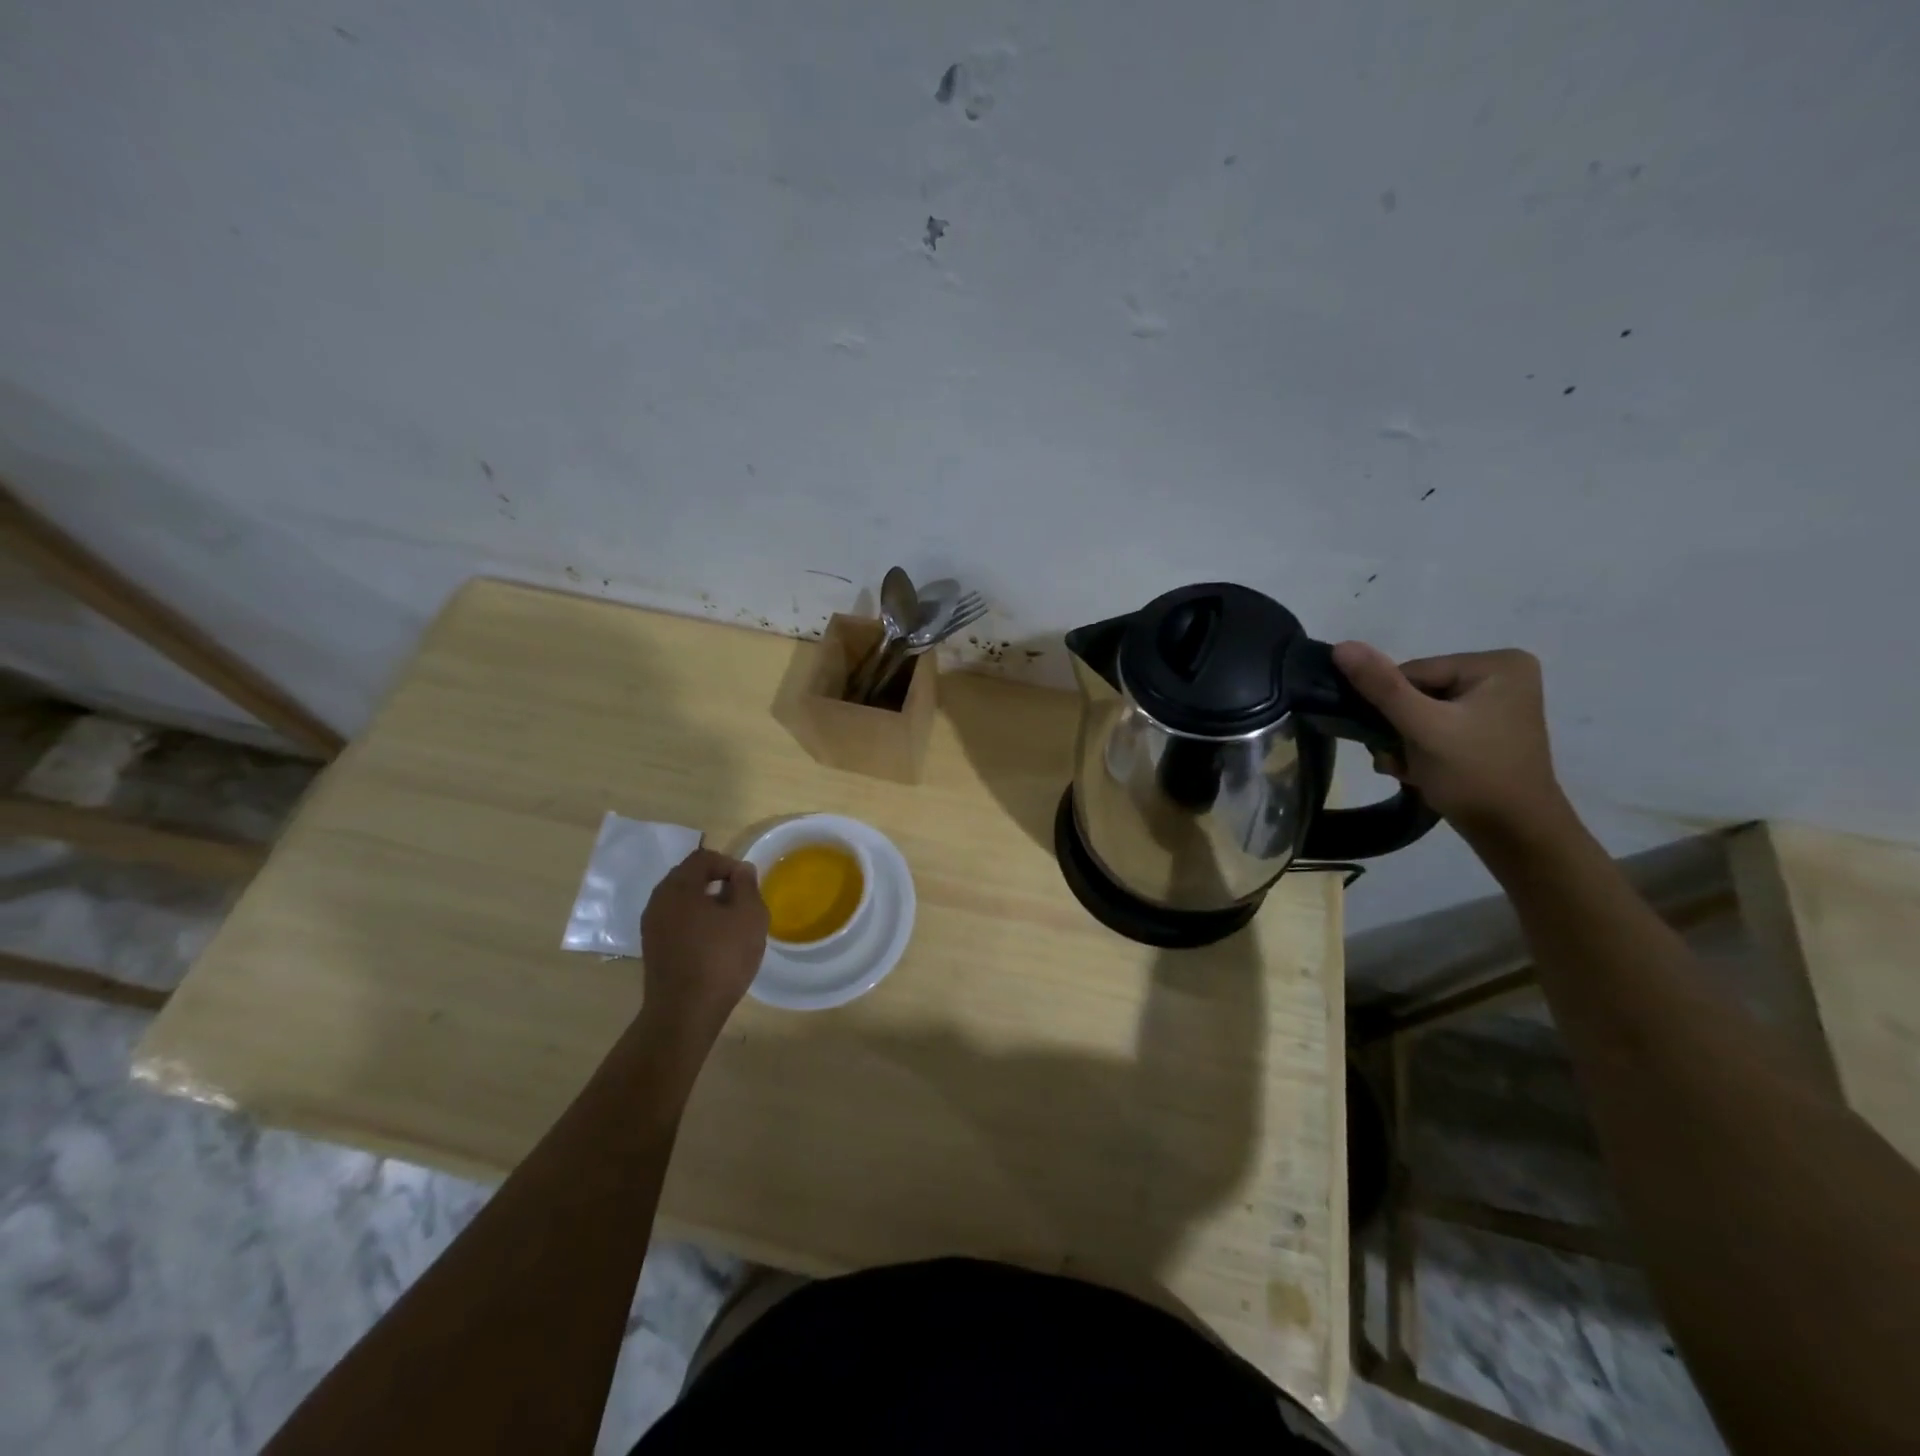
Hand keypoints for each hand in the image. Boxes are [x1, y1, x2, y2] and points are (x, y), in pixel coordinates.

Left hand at [637, 847, 768, 1047]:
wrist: (685, 1013)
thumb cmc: (721, 958)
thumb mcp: (749, 915)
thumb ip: (747, 885)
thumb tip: (741, 871)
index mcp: (678, 886)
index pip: (703, 858)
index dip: (729, 864)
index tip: (748, 885)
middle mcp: (658, 900)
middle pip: (689, 877)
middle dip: (717, 883)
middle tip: (741, 902)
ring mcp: (651, 926)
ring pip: (682, 902)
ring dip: (706, 905)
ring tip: (730, 925)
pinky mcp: (652, 949)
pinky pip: (676, 922)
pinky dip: (695, 923)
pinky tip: (713, 944)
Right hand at [1331, 642, 1573, 843]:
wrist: (1515, 835)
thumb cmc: (1475, 775)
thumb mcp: (1422, 727)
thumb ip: (1381, 686)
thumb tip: (1341, 646)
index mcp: (1496, 664)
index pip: (1412, 672)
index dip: (1393, 706)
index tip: (1396, 739)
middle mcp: (1500, 676)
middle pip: (1416, 692)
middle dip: (1398, 728)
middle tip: (1400, 759)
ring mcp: (1495, 705)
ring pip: (1419, 713)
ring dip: (1403, 743)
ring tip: (1410, 769)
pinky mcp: (1485, 731)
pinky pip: (1435, 728)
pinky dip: (1419, 750)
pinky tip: (1420, 772)